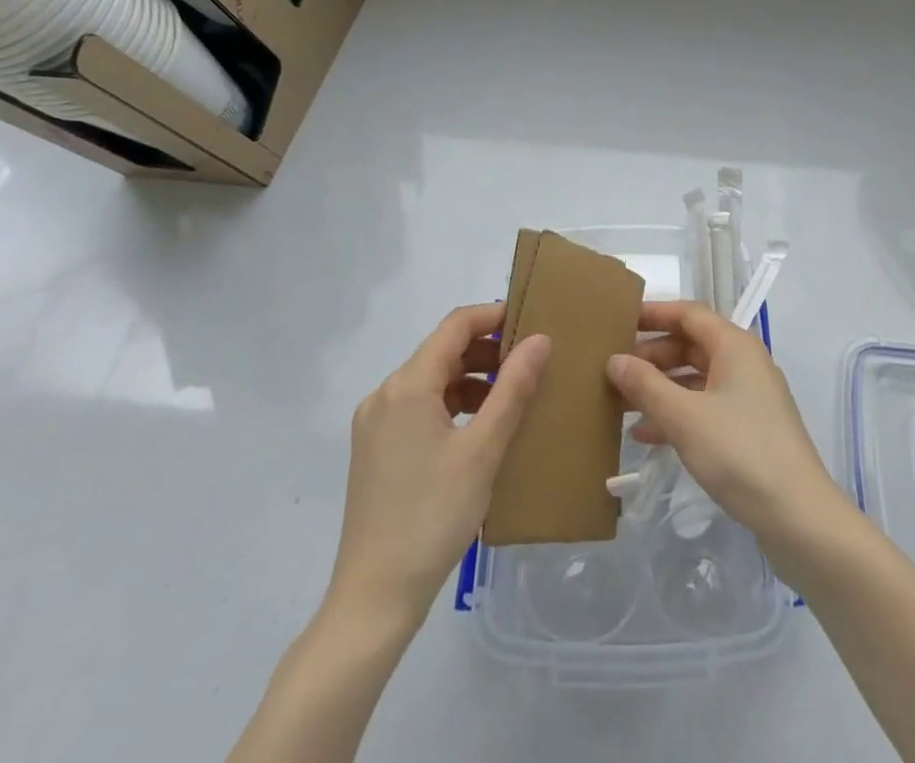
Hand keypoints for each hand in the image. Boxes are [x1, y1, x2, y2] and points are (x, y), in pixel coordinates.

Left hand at [327, 304, 549, 625]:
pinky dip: (452, 405)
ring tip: (512, 396)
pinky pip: (419, 407)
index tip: (532, 320)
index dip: (494, 315)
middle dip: (487, 350)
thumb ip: (513, 388)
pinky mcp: (375, 450)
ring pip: (431, 380)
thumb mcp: (483, 450)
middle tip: (530, 362)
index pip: (455, 326)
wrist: (374, 599)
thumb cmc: (433, 517)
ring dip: (471, 378)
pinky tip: (480, 428)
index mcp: (406, 386)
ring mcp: (375, 424)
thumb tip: (540, 339)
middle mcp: (384, 395)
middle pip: (441, 351)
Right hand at [606, 300, 841, 546]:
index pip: (688, 313)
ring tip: (622, 402)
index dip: (654, 314)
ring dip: (661, 387)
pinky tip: (647, 435)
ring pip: (696, 378)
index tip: (619, 322)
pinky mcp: (749, 428)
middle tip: (614, 370)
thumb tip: (614, 360)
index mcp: (734, 345)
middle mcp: (744, 362)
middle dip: (652, 356)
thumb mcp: (685, 417)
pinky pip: (705, 406)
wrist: (799, 516)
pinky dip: (677, 413)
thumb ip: (646, 386)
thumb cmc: (740, 452)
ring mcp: (748, 396)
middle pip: (691, 344)